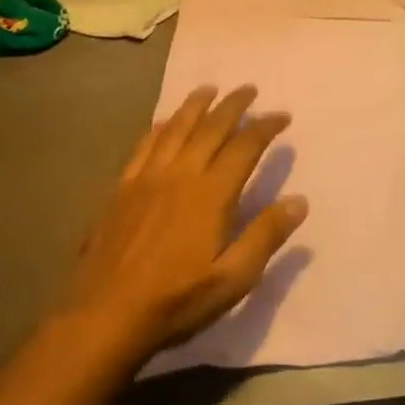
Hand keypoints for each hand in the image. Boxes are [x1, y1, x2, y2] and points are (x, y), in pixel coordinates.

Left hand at [67, 84, 305, 357]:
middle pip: (211, 128)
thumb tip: (299, 200)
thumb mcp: (233, 278)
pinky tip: (164, 121)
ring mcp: (147, 178)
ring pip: (176, 128)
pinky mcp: (122, 189)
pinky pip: (144, 145)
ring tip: (210, 89)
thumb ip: (266, 235)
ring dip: (196, 105)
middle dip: (234, 105)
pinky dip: (160, 127)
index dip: (265, 127)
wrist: (105, 316)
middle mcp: (180, 174)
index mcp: (211, 194)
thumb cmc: (176, 300)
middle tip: (249, 89)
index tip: (282, 116)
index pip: (244, 147)